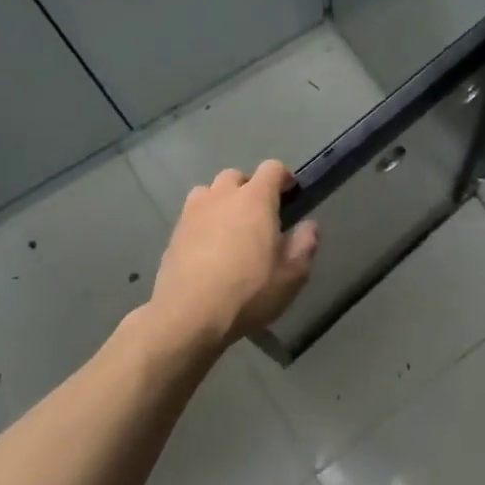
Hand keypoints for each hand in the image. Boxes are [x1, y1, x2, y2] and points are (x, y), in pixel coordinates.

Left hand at [146, 162, 318, 351]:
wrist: (188, 316)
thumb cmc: (248, 291)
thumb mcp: (291, 275)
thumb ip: (305, 245)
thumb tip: (309, 227)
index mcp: (255, 199)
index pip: (272, 168)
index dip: (284, 177)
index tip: (290, 195)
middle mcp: (223, 196)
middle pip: (237, 176)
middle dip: (249, 189)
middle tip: (259, 215)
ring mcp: (193, 212)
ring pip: (209, 192)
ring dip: (221, 201)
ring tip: (229, 227)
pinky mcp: (174, 233)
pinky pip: (192, 215)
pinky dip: (203, 222)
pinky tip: (207, 248)